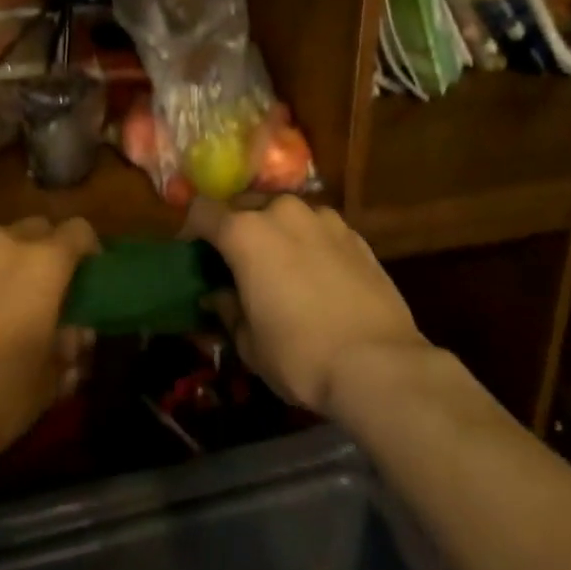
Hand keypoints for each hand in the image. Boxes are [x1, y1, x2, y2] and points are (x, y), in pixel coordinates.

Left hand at [0, 216, 98, 466]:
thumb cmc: (1, 396)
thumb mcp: (52, 377)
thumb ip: (69, 344)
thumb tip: (75, 332)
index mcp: (43, 263)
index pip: (78, 230)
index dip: (86, 248)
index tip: (85, 271)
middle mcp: (0, 244)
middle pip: (32, 228)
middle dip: (41, 249)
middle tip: (37, 285)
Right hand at [187, 197, 431, 417]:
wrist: (379, 364)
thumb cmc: (301, 355)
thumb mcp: (249, 342)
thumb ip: (227, 309)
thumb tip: (219, 295)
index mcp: (246, 232)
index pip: (202, 211)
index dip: (191, 230)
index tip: (192, 253)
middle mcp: (283, 212)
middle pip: (245, 205)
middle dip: (235, 227)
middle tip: (235, 261)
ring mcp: (323, 218)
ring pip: (284, 213)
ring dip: (274, 232)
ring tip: (279, 266)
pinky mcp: (354, 233)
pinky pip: (316, 228)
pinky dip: (307, 242)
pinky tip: (315, 275)